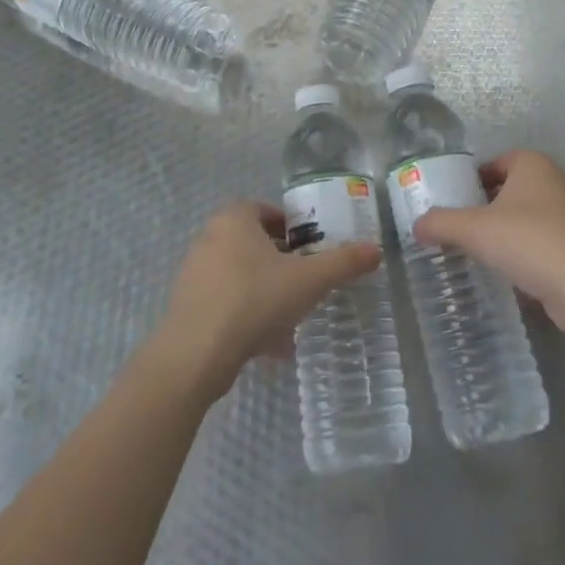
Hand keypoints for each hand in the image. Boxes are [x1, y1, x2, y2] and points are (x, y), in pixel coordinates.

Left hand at [153, 200, 381, 399]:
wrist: (196, 354)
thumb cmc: (254, 300)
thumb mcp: (308, 281)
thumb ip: (343, 263)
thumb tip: (376, 250)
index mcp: (234, 219)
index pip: (265, 210)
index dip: (291, 228)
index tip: (311, 250)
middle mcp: (210, 238)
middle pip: (254, 244)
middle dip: (281, 264)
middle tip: (305, 284)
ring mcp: (194, 273)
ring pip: (242, 277)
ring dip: (267, 295)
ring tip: (292, 322)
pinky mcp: (188, 306)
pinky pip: (226, 304)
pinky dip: (248, 318)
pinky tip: (269, 347)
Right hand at [413, 150, 564, 340]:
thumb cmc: (531, 242)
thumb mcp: (474, 229)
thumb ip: (440, 223)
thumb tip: (416, 226)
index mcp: (533, 165)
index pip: (494, 163)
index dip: (470, 181)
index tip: (452, 203)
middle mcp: (556, 183)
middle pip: (509, 191)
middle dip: (485, 209)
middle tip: (459, 229)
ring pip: (527, 220)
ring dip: (505, 234)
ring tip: (479, 254)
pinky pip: (543, 246)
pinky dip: (525, 256)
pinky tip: (509, 275)